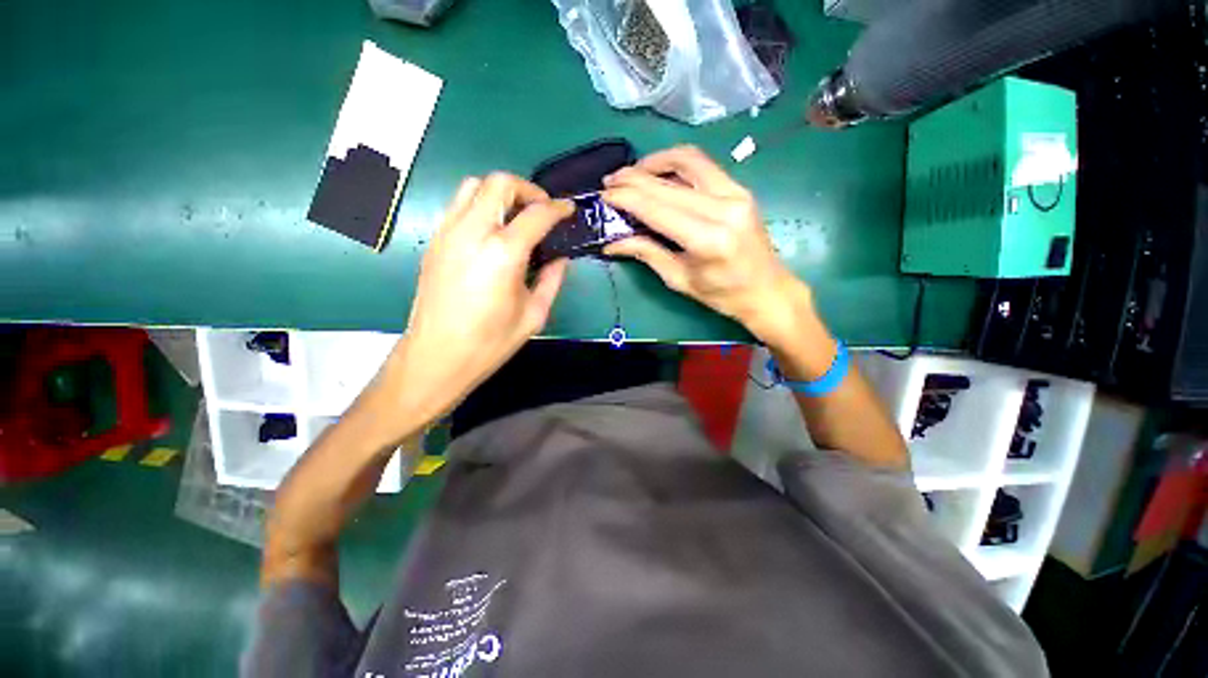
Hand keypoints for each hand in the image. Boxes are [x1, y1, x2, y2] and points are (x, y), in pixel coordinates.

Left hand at [389, 173, 571, 420]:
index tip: (569, 210)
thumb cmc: (490, 342)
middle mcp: (472, 232)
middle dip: (527, 189)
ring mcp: (448, 233)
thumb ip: (552, 280)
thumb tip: (561, 258)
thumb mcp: (534, 314)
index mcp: (503, 253)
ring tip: (516, 217)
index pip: (536, 214)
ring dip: (500, 193)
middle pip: (499, 183)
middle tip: (542, 210)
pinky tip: (492, 232)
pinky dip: (480, 205)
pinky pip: (458, 205)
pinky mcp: (434, 241)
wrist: (437, 356)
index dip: (558, 208)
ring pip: (473, 186)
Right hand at [601, 146, 812, 346]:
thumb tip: (612, 242)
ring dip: (654, 162)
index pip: (657, 208)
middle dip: (633, 179)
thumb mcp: (679, 279)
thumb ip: (646, 253)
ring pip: (687, 160)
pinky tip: (659, 173)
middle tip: (610, 182)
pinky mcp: (740, 188)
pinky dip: (676, 163)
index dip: (627, 198)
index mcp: (707, 239)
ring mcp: (736, 193)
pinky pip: (702, 165)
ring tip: (632, 173)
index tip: (604, 195)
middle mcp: (723, 208)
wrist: (767, 290)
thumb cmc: (722, 294)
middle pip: (668, 183)